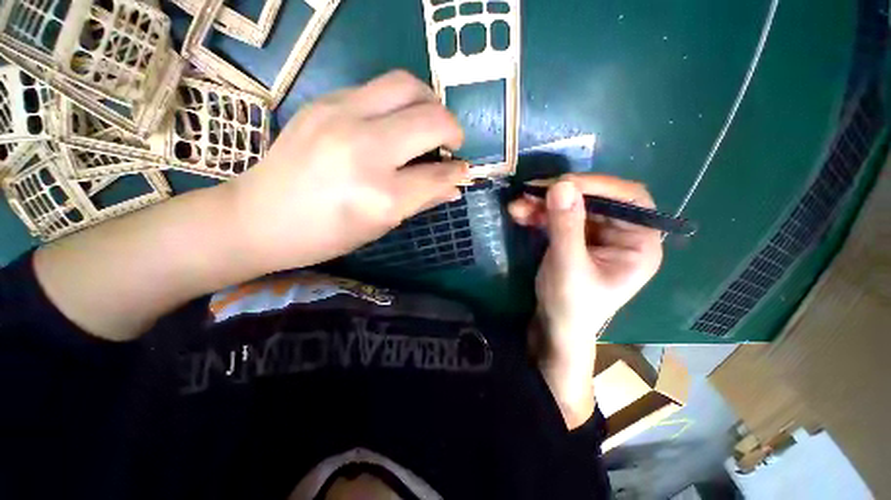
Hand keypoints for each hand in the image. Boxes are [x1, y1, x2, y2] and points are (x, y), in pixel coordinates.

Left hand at [228, 70, 467, 272]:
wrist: (258, 216)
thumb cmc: (325, 235)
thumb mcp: (380, 225)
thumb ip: (422, 201)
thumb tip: (454, 186)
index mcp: (380, 195)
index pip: (438, 174)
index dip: (458, 171)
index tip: (464, 170)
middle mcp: (365, 150)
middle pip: (431, 119)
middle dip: (452, 129)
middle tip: (449, 144)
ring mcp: (341, 117)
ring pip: (407, 85)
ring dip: (429, 103)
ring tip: (426, 125)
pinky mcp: (324, 101)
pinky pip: (378, 89)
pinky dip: (398, 104)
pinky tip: (391, 124)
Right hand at [508, 174, 662, 426]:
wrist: (554, 327)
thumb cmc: (571, 306)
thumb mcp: (568, 267)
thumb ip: (566, 227)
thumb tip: (561, 185)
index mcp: (638, 244)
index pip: (630, 199)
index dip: (599, 185)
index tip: (563, 183)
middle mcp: (621, 234)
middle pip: (595, 199)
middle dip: (561, 195)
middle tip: (532, 191)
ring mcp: (595, 235)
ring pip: (572, 206)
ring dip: (543, 203)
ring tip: (517, 205)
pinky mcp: (574, 238)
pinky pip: (558, 217)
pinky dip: (539, 214)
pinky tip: (520, 214)